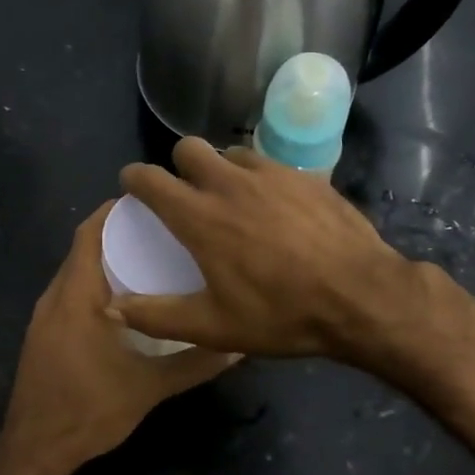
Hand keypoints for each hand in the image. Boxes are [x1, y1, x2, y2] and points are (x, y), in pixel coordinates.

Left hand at [0, 201, 237, 474]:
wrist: (37, 449)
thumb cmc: (90, 410)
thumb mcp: (150, 387)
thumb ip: (194, 364)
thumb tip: (236, 346)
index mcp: (77, 297)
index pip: (89, 235)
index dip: (114, 212)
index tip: (149, 202)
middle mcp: (55, 298)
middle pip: (82, 250)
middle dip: (116, 235)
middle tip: (159, 230)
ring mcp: (44, 318)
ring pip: (75, 274)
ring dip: (104, 261)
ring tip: (147, 260)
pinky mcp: (42, 336)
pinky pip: (69, 295)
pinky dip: (93, 285)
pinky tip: (123, 302)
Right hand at [111, 138, 415, 358]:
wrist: (362, 297)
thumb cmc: (281, 314)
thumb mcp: (213, 327)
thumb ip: (157, 316)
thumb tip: (112, 307)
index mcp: (200, 217)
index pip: (150, 179)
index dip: (134, 179)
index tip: (133, 187)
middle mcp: (230, 184)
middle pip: (189, 147)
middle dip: (178, 164)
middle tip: (186, 193)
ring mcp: (271, 174)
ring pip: (231, 152)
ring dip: (221, 169)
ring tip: (232, 198)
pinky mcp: (305, 176)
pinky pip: (269, 164)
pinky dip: (259, 178)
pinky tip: (274, 207)